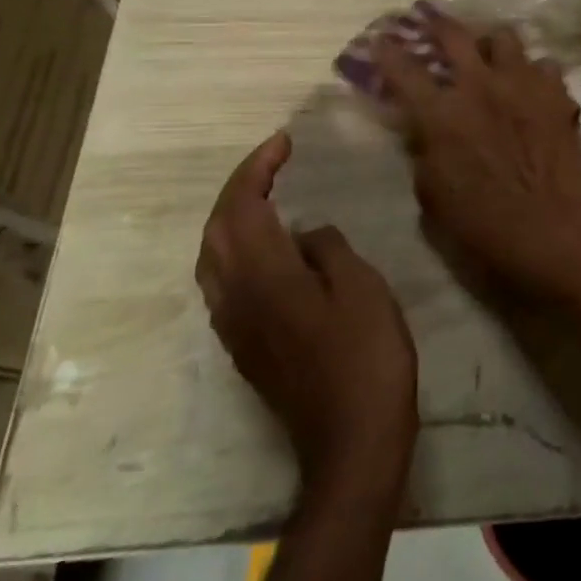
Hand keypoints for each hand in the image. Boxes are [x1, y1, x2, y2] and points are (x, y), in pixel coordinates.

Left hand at [196, 132, 416, 494]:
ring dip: (232, 219)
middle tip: (275, 164)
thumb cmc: (367, 358)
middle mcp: (235, 298)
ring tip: (267, 198)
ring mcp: (235, 327)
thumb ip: (329, 250)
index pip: (242, 207)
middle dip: (238, 189)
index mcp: (265, 277)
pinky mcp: (246, 348)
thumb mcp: (363, 289)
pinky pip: (225, 284)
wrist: (351, 438)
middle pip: (215, 230)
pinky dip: (238, 250)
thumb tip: (307, 235)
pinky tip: (270, 252)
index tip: (284, 142)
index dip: (257, 168)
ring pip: (213, 258)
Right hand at [375, 9, 580, 285]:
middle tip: (434, 25)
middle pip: (455, 35)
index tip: (382, 41)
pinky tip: (533, 87)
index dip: (388, 52)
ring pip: (506, 39)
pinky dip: (535, 73)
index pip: (404, 71)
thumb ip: (425, 151)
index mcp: (442, 115)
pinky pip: (546, 67)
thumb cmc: (480, 224)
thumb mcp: (431, 193)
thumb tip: (426, 130)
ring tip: (492, 56)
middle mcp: (481, 88)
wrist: (548, 229)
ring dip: (493, 45)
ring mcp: (524, 87)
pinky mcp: (558, 97)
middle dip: (438, 25)